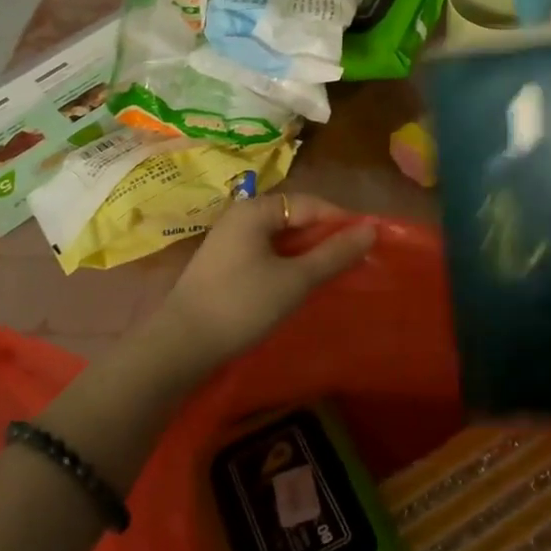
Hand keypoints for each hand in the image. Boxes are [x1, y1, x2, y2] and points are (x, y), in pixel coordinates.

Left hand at [155, 193, 375, 371]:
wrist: (180, 346)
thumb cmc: (241, 305)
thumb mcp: (294, 280)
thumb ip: (333, 254)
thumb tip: (370, 230)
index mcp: (255, 210)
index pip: (310, 203)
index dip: (340, 221)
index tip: (367, 243)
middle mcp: (240, 217)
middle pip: (294, 218)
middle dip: (324, 238)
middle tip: (353, 261)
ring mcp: (229, 241)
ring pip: (280, 238)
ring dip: (307, 253)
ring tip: (332, 274)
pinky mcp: (224, 265)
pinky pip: (266, 254)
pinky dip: (287, 264)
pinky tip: (299, 285)